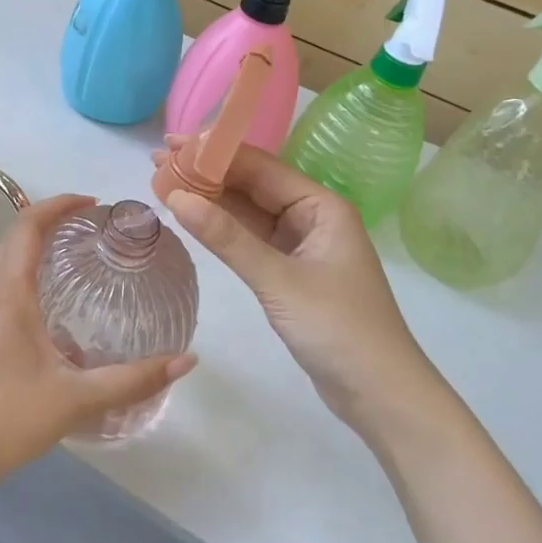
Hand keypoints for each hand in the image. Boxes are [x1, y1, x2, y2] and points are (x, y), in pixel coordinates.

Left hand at [0, 193, 197, 492]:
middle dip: (53, 220)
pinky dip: (31, 272)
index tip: (94, 204)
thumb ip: (133, 380)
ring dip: (39, 245)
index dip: (59, 204)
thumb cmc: (7, 418)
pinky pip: (5, 284)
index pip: (28, 225)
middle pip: (17, 236)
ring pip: (8, 260)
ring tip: (80, 255)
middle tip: (94, 226)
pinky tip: (57, 303)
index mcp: (9, 292)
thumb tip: (186, 360)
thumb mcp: (76, 399)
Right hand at [153, 142, 433, 427]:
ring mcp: (301, 244)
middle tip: (159, 161)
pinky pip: (251, 237)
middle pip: (252, 184)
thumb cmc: (338, 329)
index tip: (173, 145)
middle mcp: (312, 216)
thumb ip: (226, 238)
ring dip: (210, 198)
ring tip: (165, 182)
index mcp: (321, 206)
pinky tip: (193, 217)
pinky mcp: (291, 271)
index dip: (215, 152)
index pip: (260, 166)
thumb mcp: (278, 280)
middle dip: (207, 172)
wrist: (382, 397)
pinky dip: (222, 228)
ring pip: (249, 211)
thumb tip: (176, 197)